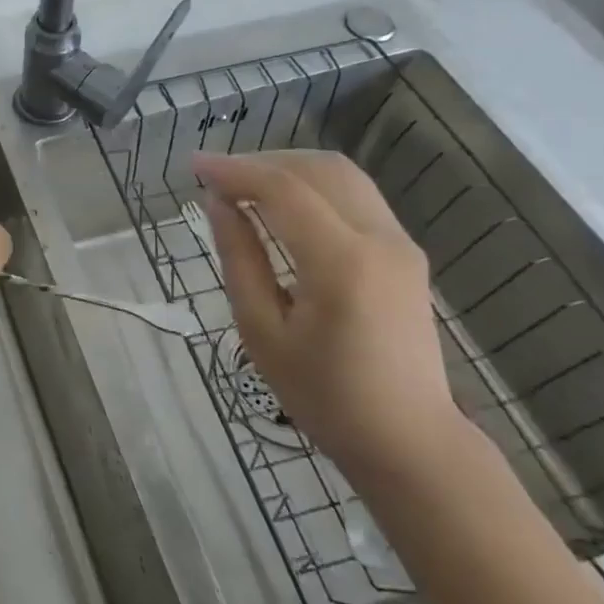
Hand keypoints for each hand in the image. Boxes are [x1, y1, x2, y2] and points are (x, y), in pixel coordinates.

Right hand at [192, 150, 457, 470]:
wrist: (410, 441)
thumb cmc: (325, 396)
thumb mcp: (262, 332)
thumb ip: (240, 258)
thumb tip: (218, 203)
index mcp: (342, 264)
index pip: (283, 189)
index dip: (234, 170)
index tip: (193, 165)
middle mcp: (380, 240)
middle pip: (317, 169)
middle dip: (261, 162)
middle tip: (217, 179)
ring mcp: (399, 243)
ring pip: (340, 174)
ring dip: (288, 169)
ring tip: (244, 187)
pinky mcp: (404, 251)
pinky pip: (355, 195)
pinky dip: (312, 185)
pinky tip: (282, 206)